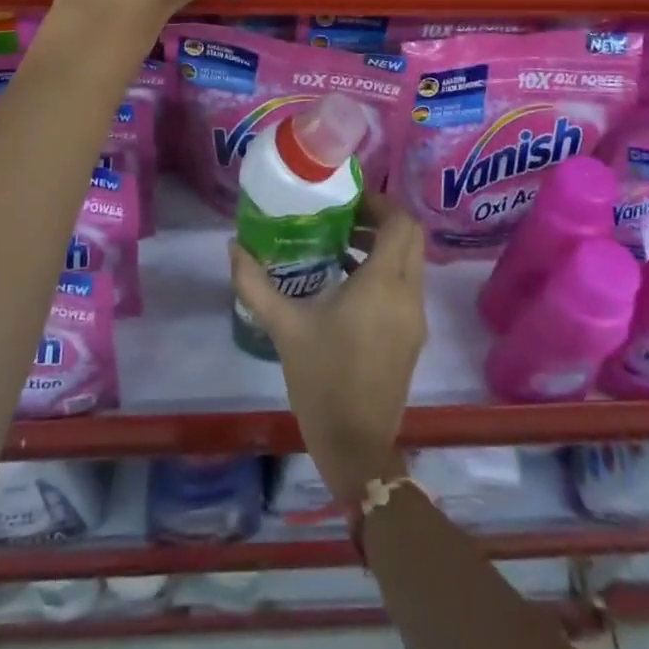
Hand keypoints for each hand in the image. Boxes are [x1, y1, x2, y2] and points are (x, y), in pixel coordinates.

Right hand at [230, 193, 427, 501]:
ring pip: (411, 262)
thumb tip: (233, 246)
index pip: (401, 222)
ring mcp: (415, 318)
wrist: (356, 447)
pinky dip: (387, 272)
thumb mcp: (284, 328)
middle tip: (344, 218)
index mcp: (383, 284)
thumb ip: (255, 284)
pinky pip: (407, 287)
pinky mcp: (412, 337)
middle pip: (411, 237)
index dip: (379, 202)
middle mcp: (408, 294)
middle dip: (382, 219)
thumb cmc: (322, 380)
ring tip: (340, 246)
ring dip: (384, 246)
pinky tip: (347, 284)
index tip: (347, 200)